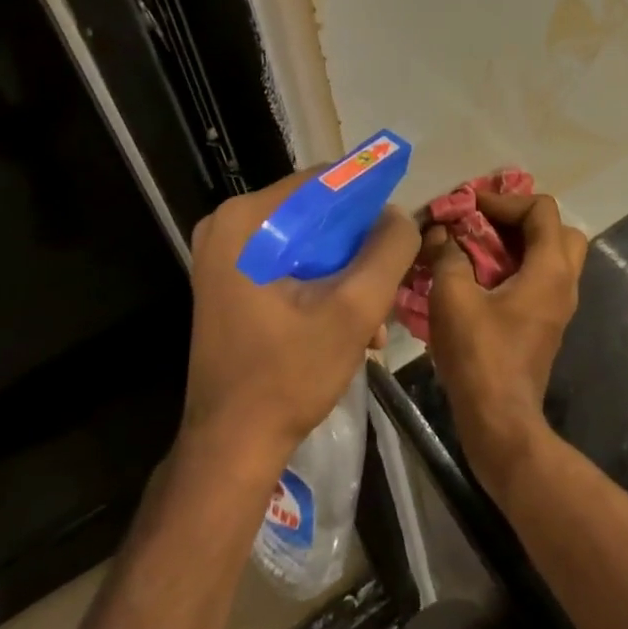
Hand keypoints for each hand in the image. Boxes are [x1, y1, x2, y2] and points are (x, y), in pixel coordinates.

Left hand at [183, 170, 419, 473]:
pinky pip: (293, 262)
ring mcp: (226, 255)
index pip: (325, 181)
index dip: (369, 204)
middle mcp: (228, 225)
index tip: (398, 237)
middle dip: (359, 248)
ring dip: (348, 272)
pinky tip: (350, 325)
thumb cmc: (288, 375)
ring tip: (374, 317)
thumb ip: (389, 250)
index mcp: (246, 220)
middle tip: (386, 286)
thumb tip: (400, 216)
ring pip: (310, 240)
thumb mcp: (355, 309)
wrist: (232, 447)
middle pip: (318, 213)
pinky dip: (325, 285)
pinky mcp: (232, 281)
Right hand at [422, 191, 587, 486]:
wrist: (500, 420)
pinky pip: (542, 277)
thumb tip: (442, 234)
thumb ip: (448, 256)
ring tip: (480, 246)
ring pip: (552, 254)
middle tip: (486, 223)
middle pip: (558, 229)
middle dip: (522, 218)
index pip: (541, 209)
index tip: (470, 206)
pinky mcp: (547, 322)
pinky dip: (519, 265)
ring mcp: (560, 304)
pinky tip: (482, 276)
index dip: (505, 200)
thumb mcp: (452, 298)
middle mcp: (564, 281)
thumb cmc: (479, 355)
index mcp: (550, 269)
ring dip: (520, 242)